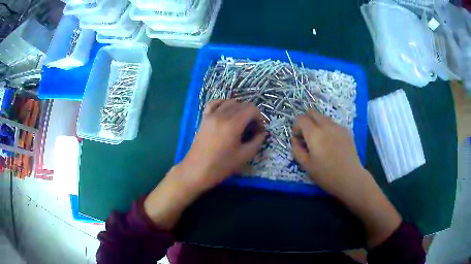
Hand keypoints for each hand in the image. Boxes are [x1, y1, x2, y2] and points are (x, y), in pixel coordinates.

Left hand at [181, 99, 266, 189]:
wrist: (197, 170)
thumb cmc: (221, 165)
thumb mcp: (244, 156)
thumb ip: (257, 141)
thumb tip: (262, 133)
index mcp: (233, 124)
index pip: (252, 109)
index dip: (259, 118)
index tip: (259, 130)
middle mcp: (222, 115)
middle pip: (242, 104)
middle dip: (251, 114)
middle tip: (251, 129)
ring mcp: (211, 115)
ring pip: (229, 102)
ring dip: (239, 109)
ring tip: (240, 122)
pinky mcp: (204, 118)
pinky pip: (214, 103)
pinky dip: (223, 104)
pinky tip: (226, 112)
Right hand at [291, 109, 363, 194]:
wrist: (350, 178)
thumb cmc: (326, 174)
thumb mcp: (306, 165)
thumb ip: (297, 150)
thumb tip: (295, 140)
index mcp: (314, 134)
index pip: (301, 118)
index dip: (296, 126)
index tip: (298, 138)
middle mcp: (326, 126)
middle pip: (312, 112)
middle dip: (306, 120)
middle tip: (307, 136)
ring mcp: (338, 127)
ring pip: (323, 117)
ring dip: (317, 124)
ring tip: (320, 141)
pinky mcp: (347, 131)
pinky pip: (333, 124)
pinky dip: (328, 129)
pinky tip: (332, 144)